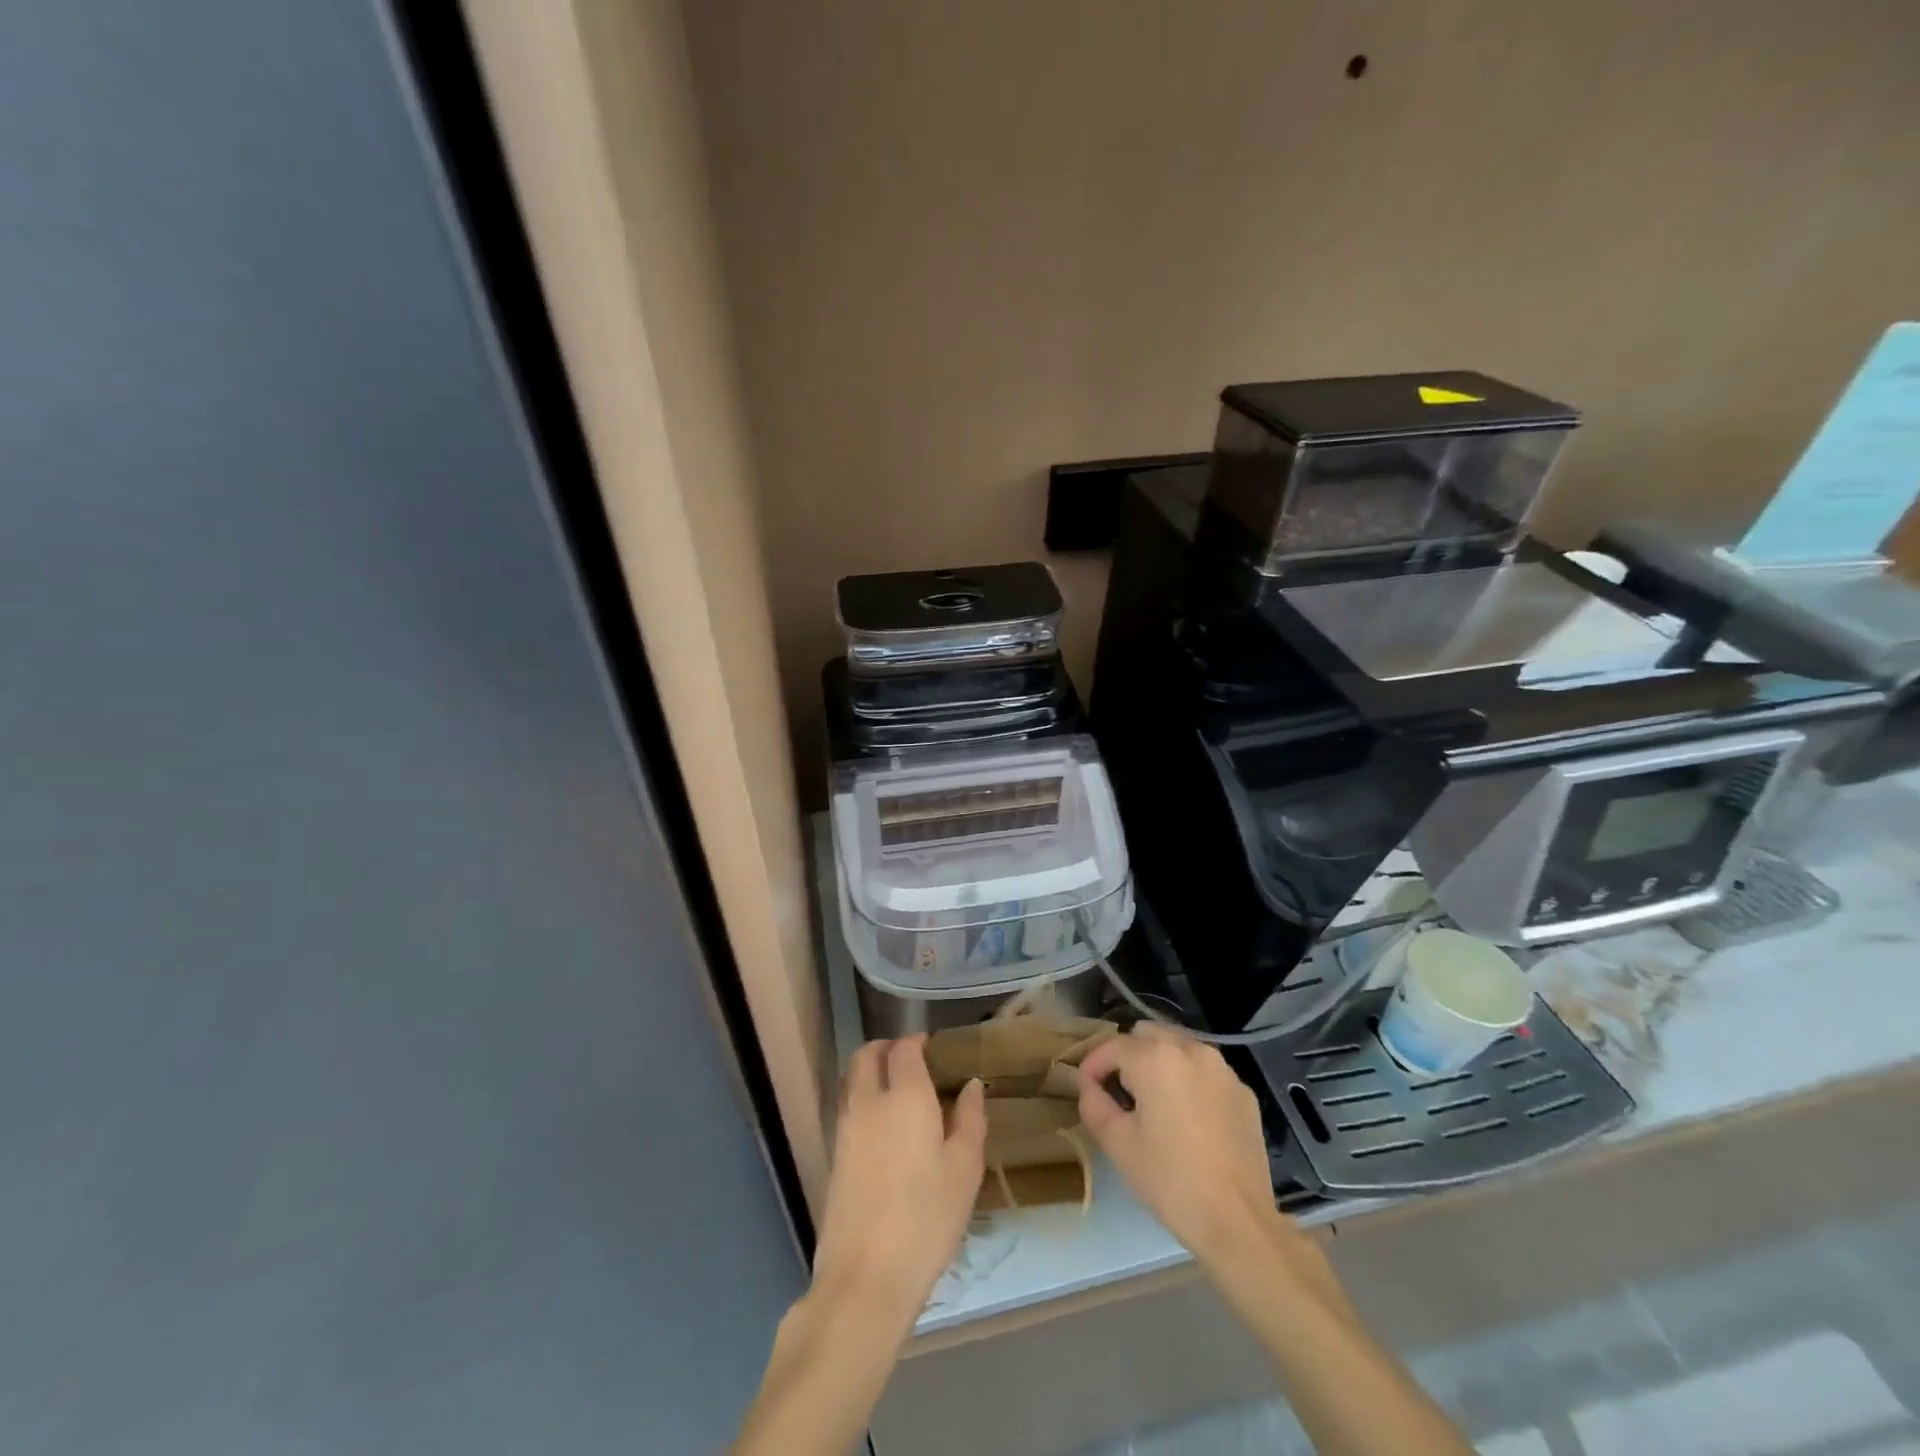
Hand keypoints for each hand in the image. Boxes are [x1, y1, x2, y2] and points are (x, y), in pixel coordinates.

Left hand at [810, 1036, 986, 1331]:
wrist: (866, 1276)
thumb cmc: (927, 1218)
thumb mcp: (965, 1169)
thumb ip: (969, 1119)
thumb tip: (971, 1085)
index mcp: (905, 1096)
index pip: (904, 1049)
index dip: (916, 1042)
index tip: (931, 1047)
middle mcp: (869, 1102)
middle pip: (867, 1055)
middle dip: (885, 1048)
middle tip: (909, 1058)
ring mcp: (846, 1128)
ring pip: (852, 1079)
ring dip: (870, 1070)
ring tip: (896, 1088)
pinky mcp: (834, 1155)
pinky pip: (847, 1107)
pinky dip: (862, 1098)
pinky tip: (883, 1125)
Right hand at [1076, 1024, 1277, 1262]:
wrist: (1238, 1222)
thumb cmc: (1170, 1180)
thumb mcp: (1117, 1143)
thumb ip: (1093, 1103)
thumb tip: (1090, 1086)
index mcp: (1156, 1057)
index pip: (1112, 1045)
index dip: (1093, 1065)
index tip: (1086, 1088)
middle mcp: (1190, 1049)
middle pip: (1147, 1034)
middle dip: (1128, 1056)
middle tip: (1120, 1093)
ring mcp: (1222, 1068)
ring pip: (1179, 1047)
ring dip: (1160, 1063)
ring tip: (1154, 1102)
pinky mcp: (1243, 1091)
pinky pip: (1206, 1071)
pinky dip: (1190, 1081)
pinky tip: (1189, 1118)